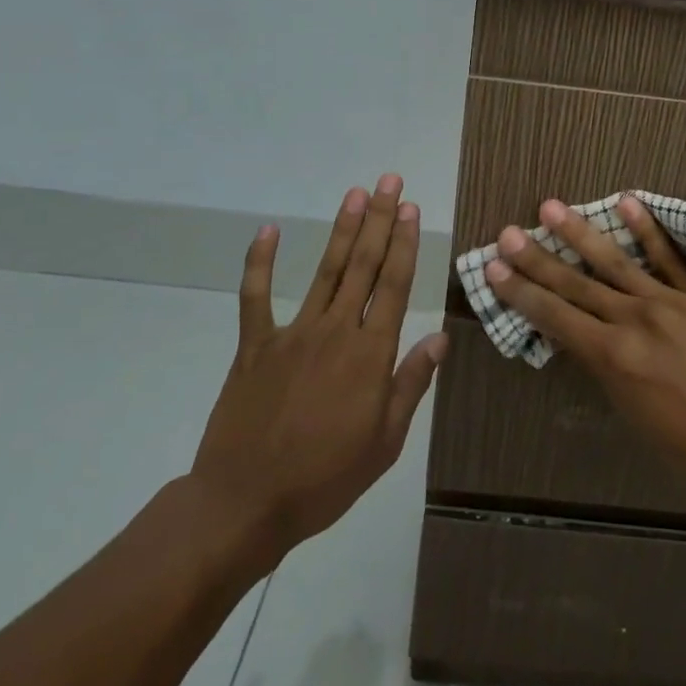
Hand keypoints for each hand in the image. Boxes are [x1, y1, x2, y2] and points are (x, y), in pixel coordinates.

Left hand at [190, 174, 446, 559]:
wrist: (245, 504)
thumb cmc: (325, 478)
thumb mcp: (385, 441)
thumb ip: (411, 383)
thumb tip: (439, 336)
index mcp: (369, 355)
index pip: (393, 286)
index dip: (403, 243)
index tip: (410, 209)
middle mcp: (335, 332)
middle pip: (362, 266)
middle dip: (378, 220)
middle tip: (388, 182)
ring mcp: (291, 334)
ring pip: (324, 271)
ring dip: (340, 230)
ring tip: (354, 194)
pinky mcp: (254, 346)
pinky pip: (255, 297)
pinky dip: (260, 262)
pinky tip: (267, 231)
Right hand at [483, 195, 685, 487]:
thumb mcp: (630, 409)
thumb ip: (604, 364)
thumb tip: (580, 332)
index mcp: (614, 357)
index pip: (555, 317)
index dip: (521, 292)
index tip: (494, 268)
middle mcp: (634, 322)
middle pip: (576, 285)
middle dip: (537, 259)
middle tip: (508, 233)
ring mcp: (670, 303)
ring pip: (616, 262)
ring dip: (580, 233)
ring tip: (551, 206)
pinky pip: (670, 258)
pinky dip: (647, 230)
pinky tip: (627, 201)